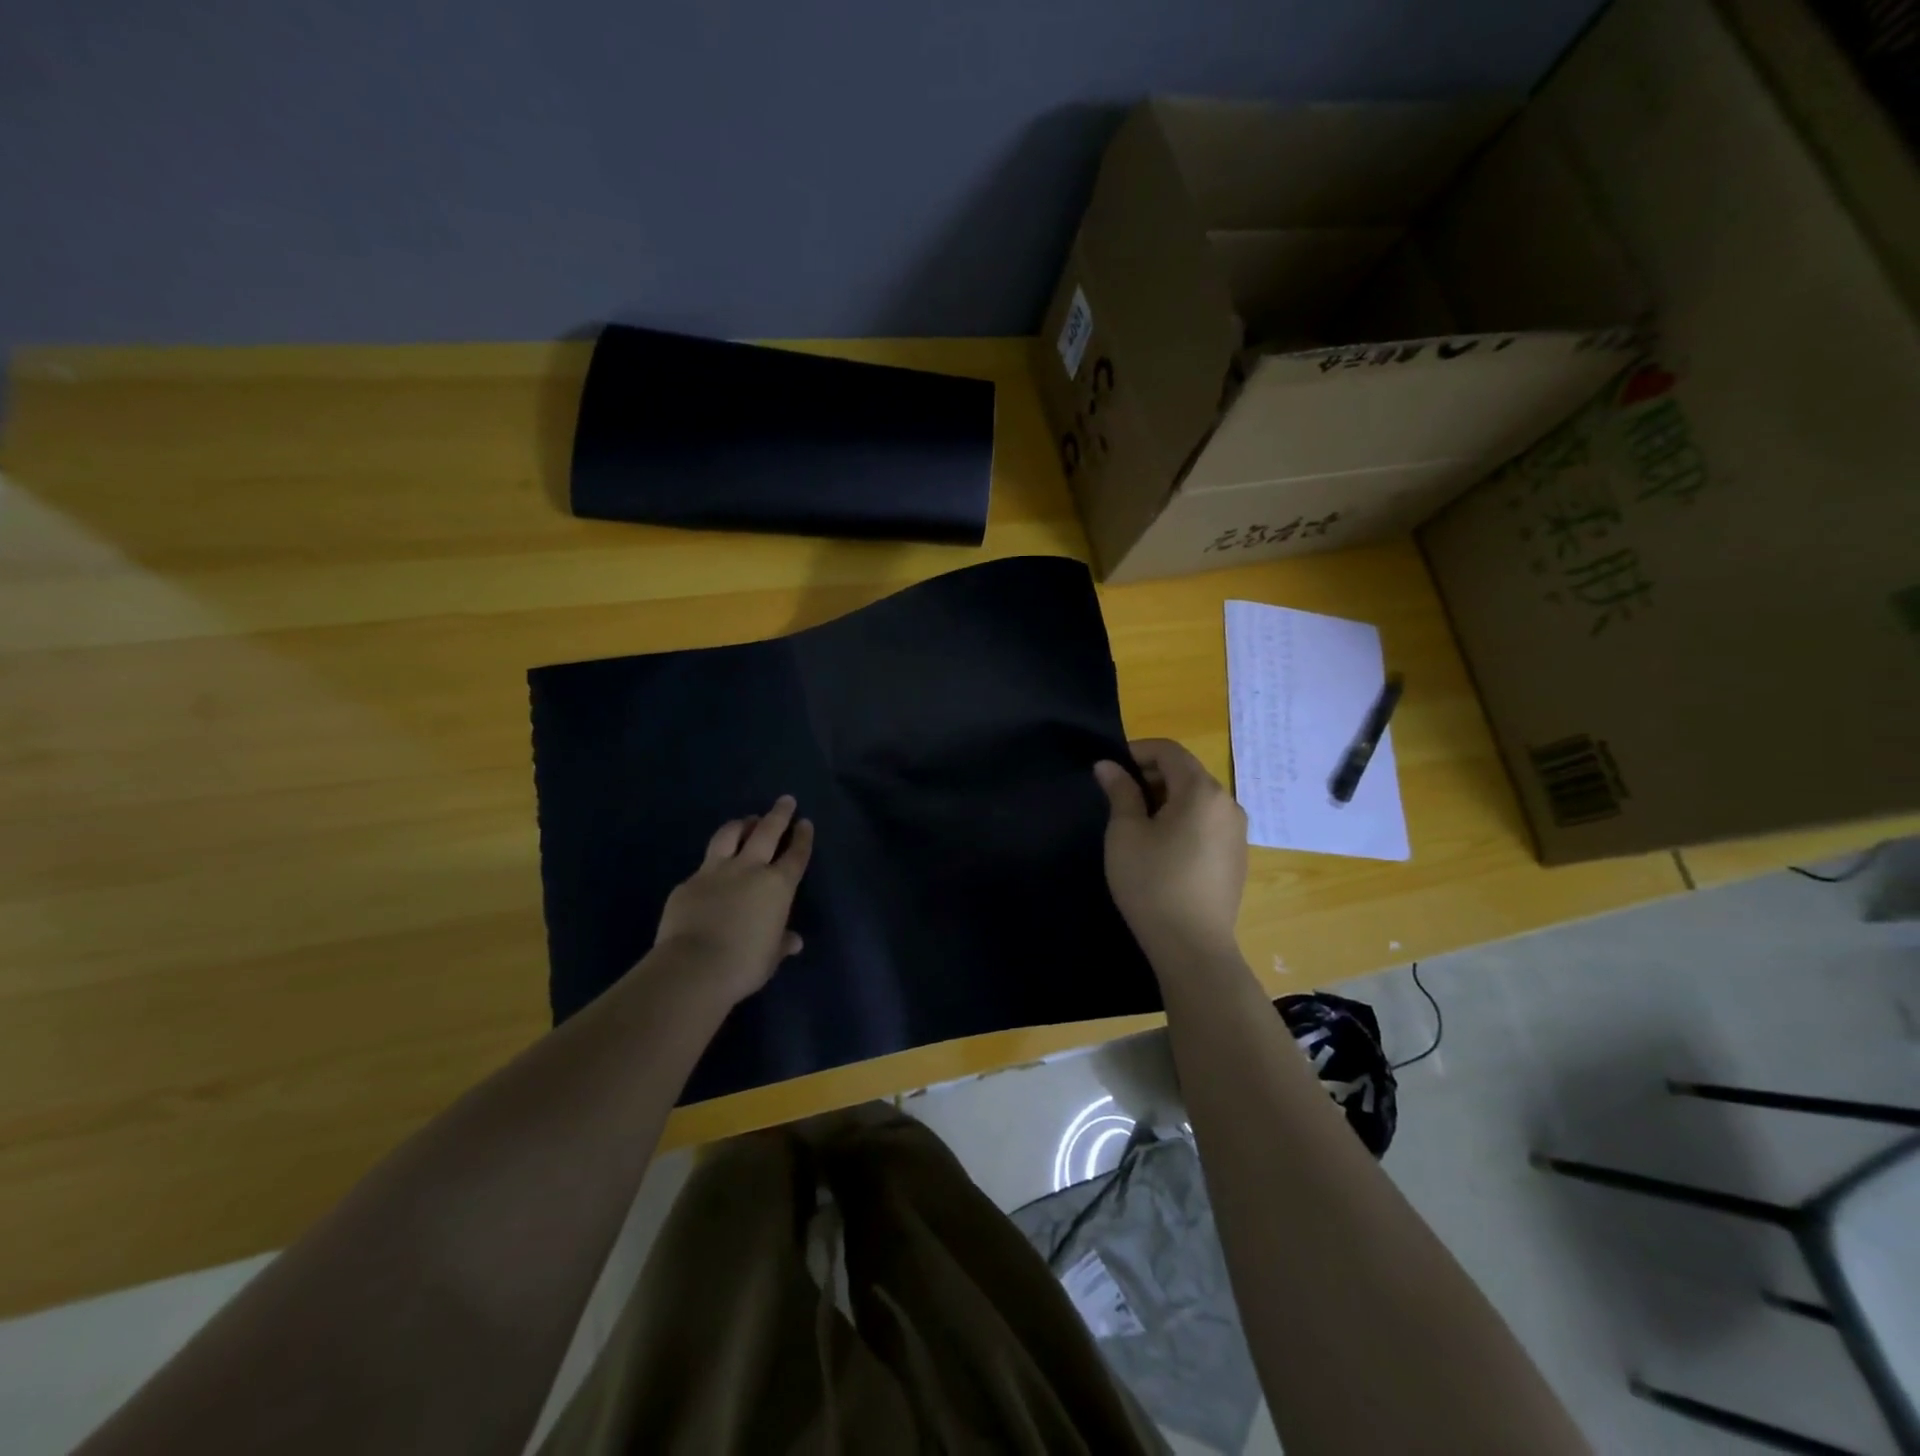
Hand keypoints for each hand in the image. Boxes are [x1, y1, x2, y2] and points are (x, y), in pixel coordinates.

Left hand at [652, 795, 814, 1005]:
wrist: (694, 967)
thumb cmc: (744, 964)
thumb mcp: (771, 957)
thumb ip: (781, 943)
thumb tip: (794, 941)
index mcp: (777, 886)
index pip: (795, 855)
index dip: (802, 838)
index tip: (805, 822)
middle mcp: (749, 870)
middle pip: (767, 832)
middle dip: (779, 814)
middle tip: (785, 800)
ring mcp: (715, 872)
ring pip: (729, 835)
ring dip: (741, 824)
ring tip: (746, 821)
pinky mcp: (688, 883)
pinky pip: (703, 865)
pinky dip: (712, 862)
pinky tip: (711, 869)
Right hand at [1094, 739, 1246, 961]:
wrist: (1193, 947)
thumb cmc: (1152, 883)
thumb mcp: (1126, 833)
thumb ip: (1120, 792)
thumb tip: (1109, 766)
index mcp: (1202, 791)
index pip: (1170, 751)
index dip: (1138, 751)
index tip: (1110, 769)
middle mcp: (1228, 804)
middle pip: (1186, 773)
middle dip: (1151, 776)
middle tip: (1119, 799)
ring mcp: (1237, 832)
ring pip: (1198, 799)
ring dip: (1167, 800)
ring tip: (1137, 825)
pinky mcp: (1237, 857)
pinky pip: (1208, 823)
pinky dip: (1184, 821)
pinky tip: (1162, 850)